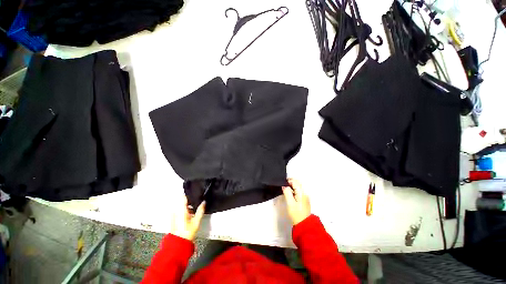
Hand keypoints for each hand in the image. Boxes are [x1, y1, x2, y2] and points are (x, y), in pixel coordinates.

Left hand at [170, 195, 205, 240]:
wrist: (178, 244)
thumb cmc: (187, 232)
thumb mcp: (196, 221)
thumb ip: (200, 210)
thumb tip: (204, 202)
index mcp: (181, 210)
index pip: (183, 197)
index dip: (189, 194)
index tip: (195, 192)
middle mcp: (176, 210)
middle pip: (182, 200)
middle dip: (190, 199)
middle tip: (198, 199)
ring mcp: (174, 214)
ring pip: (181, 205)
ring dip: (187, 204)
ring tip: (195, 206)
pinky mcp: (173, 218)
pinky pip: (179, 210)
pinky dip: (184, 209)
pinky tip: (190, 212)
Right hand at [282, 178, 310, 224]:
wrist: (304, 224)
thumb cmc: (296, 214)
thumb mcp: (290, 203)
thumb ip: (287, 193)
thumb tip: (284, 186)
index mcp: (301, 193)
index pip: (295, 182)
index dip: (288, 180)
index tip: (282, 182)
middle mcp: (305, 193)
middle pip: (298, 183)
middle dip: (290, 181)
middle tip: (283, 184)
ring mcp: (305, 196)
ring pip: (298, 187)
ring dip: (292, 185)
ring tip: (285, 188)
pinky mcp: (304, 200)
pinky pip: (299, 191)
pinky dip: (294, 189)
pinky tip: (290, 193)